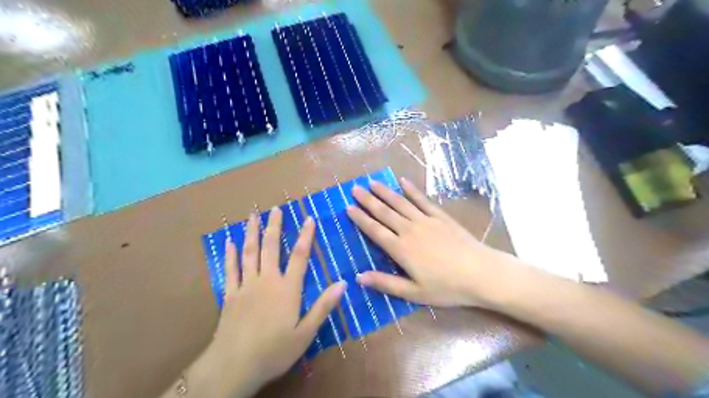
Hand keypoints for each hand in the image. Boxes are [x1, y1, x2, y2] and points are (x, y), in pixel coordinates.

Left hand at [205, 209, 345, 393]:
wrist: (234, 366)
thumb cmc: (275, 350)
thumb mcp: (306, 332)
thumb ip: (323, 306)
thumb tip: (343, 283)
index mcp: (287, 289)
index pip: (299, 256)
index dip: (305, 236)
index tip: (309, 218)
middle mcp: (266, 280)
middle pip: (270, 247)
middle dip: (274, 226)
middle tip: (275, 208)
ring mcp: (245, 286)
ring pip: (249, 253)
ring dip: (251, 233)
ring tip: (253, 216)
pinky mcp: (230, 295)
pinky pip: (230, 269)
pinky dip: (230, 254)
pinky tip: (229, 241)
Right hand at [349, 178, 524, 309]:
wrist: (480, 273)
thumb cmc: (446, 287)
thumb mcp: (414, 293)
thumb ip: (386, 283)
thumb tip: (359, 277)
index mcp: (401, 249)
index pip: (375, 230)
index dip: (360, 219)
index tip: (348, 207)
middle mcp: (409, 230)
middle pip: (384, 212)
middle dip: (368, 200)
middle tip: (354, 188)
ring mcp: (426, 220)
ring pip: (400, 203)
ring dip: (385, 192)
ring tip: (372, 182)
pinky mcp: (440, 216)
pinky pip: (422, 200)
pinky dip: (412, 190)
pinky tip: (403, 181)